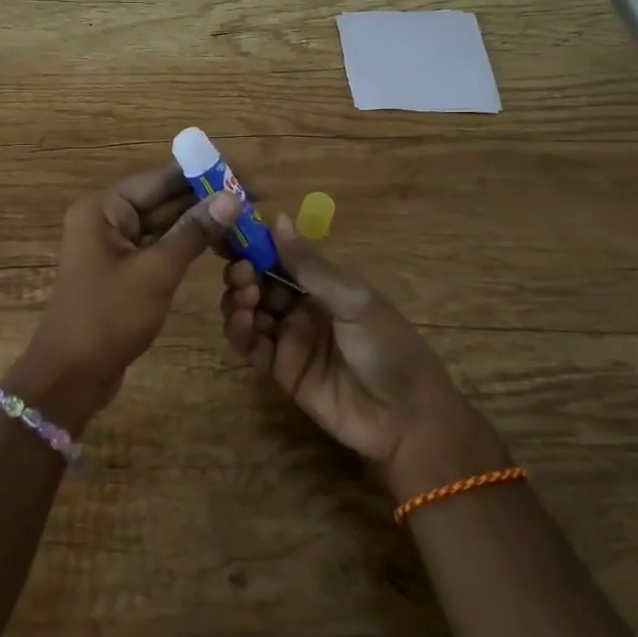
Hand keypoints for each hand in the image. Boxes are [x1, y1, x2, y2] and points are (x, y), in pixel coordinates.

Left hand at [14, 166, 239, 428]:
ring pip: (166, 223)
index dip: (205, 174)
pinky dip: (189, 244)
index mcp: (104, 209)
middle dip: (208, 198)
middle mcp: (107, 218)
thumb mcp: (156, 272)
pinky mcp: (126, 269)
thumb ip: (194, 232)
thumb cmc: (108, 318)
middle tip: (258, 196)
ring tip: (249, 217)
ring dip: (203, 221)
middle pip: (164, 199)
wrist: (73, 375)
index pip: (160, 179)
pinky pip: (161, 246)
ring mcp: (116, 245)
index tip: (246, 173)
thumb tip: (232, 197)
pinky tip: (222, 242)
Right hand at [220, 215, 505, 494]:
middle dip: (244, 272)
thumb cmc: (388, 347)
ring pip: (249, 311)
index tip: (232, 232)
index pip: (281, 257)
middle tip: (241, 272)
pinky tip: (242, 321)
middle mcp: (302, 307)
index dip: (256, 245)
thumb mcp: (353, 300)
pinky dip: (239, 330)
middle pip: (259, 283)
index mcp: (324, 284)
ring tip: (245, 298)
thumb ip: (310, 265)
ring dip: (238, 299)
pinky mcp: (280, 371)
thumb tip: (277, 217)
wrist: (406, 418)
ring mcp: (290, 339)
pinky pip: (251, 345)